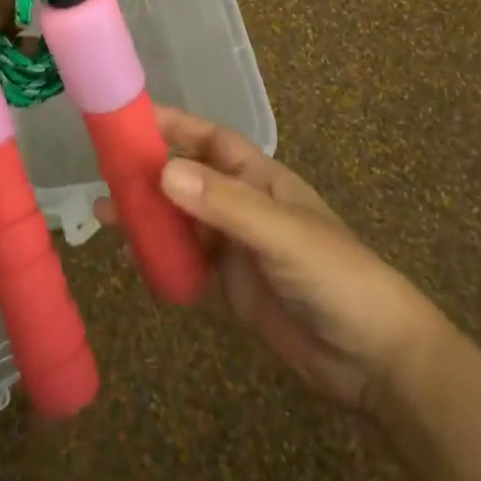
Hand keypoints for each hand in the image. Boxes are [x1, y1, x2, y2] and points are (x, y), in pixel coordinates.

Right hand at [97, 108, 444, 413]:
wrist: (377, 362)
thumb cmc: (338, 277)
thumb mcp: (282, 233)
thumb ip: (224, 204)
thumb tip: (163, 170)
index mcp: (261, 180)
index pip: (210, 140)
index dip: (174, 125)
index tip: (130, 119)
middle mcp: (243, 208)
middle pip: (187, 180)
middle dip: (149, 173)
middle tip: (103, 172)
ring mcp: (235, 250)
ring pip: (181, 223)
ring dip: (147, 217)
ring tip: (103, 215)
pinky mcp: (230, 291)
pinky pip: (186, 266)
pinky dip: (159, 260)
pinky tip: (131, 258)